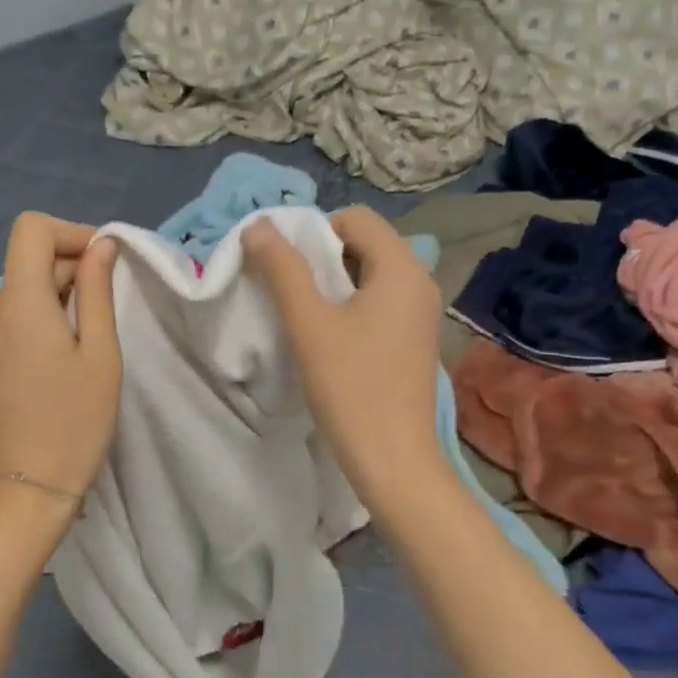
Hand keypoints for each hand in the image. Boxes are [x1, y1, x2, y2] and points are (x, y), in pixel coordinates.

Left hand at [0, 212, 122, 500]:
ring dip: (62, 290)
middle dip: (73, 263)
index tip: (106, 262)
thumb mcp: (100, 351)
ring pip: (25, 285)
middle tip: (112, 301)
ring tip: (95, 330)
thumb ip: (97, 290)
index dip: (72, 233)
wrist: (34, 481)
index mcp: (20, 301)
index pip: (32, 229)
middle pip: (29, 257)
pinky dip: (47, 312)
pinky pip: (18, 313)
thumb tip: (101, 246)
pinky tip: (70, 347)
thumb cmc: (77, 418)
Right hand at [244, 206, 448, 512]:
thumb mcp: (309, 324)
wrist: (392, 459)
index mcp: (402, 268)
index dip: (313, 231)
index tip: (284, 268)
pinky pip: (378, 305)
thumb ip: (283, 270)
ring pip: (369, 277)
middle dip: (319, 259)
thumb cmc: (351, 387)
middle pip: (363, 245)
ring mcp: (420, 315)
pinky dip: (349, 309)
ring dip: (331, 286)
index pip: (355, 218)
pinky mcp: (414, 342)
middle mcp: (420, 282)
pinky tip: (328, 341)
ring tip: (302, 317)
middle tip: (287, 292)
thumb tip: (257, 226)